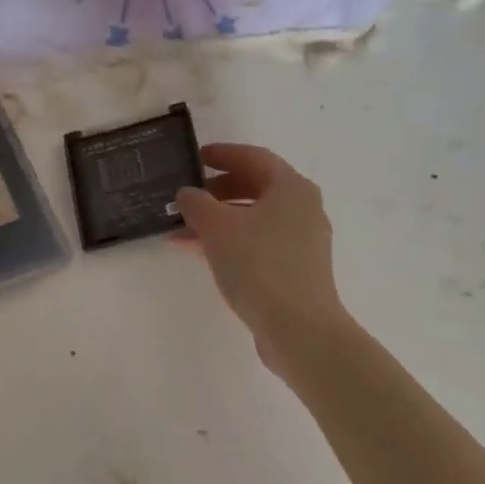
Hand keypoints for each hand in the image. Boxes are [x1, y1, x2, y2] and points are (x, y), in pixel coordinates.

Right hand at [176, 143, 352, 373]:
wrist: (299, 329)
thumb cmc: (259, 266)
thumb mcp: (218, 228)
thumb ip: (197, 203)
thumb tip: (188, 193)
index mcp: (291, 188)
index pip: (254, 157)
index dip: (223, 154)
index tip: (195, 157)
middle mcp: (303, 209)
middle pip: (256, 188)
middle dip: (217, 191)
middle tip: (187, 197)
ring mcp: (302, 242)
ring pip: (254, 219)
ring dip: (218, 221)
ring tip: (181, 231)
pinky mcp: (296, 270)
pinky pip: (258, 244)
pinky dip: (231, 242)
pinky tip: (201, 254)